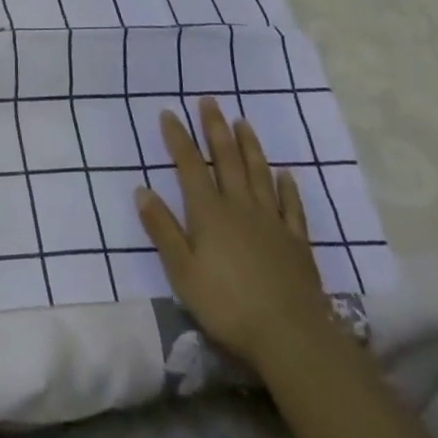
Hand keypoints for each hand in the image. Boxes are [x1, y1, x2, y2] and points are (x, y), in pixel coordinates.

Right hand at [137, 96, 333, 367]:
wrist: (290, 336)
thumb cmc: (227, 304)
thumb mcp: (182, 271)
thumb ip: (162, 229)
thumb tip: (141, 190)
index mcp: (208, 212)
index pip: (189, 165)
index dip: (178, 138)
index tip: (169, 113)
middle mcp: (239, 206)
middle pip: (226, 159)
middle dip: (215, 128)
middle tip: (210, 101)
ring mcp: (271, 221)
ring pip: (259, 174)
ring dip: (249, 146)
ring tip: (242, 122)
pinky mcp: (296, 242)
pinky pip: (291, 206)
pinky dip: (287, 186)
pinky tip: (285, 173)